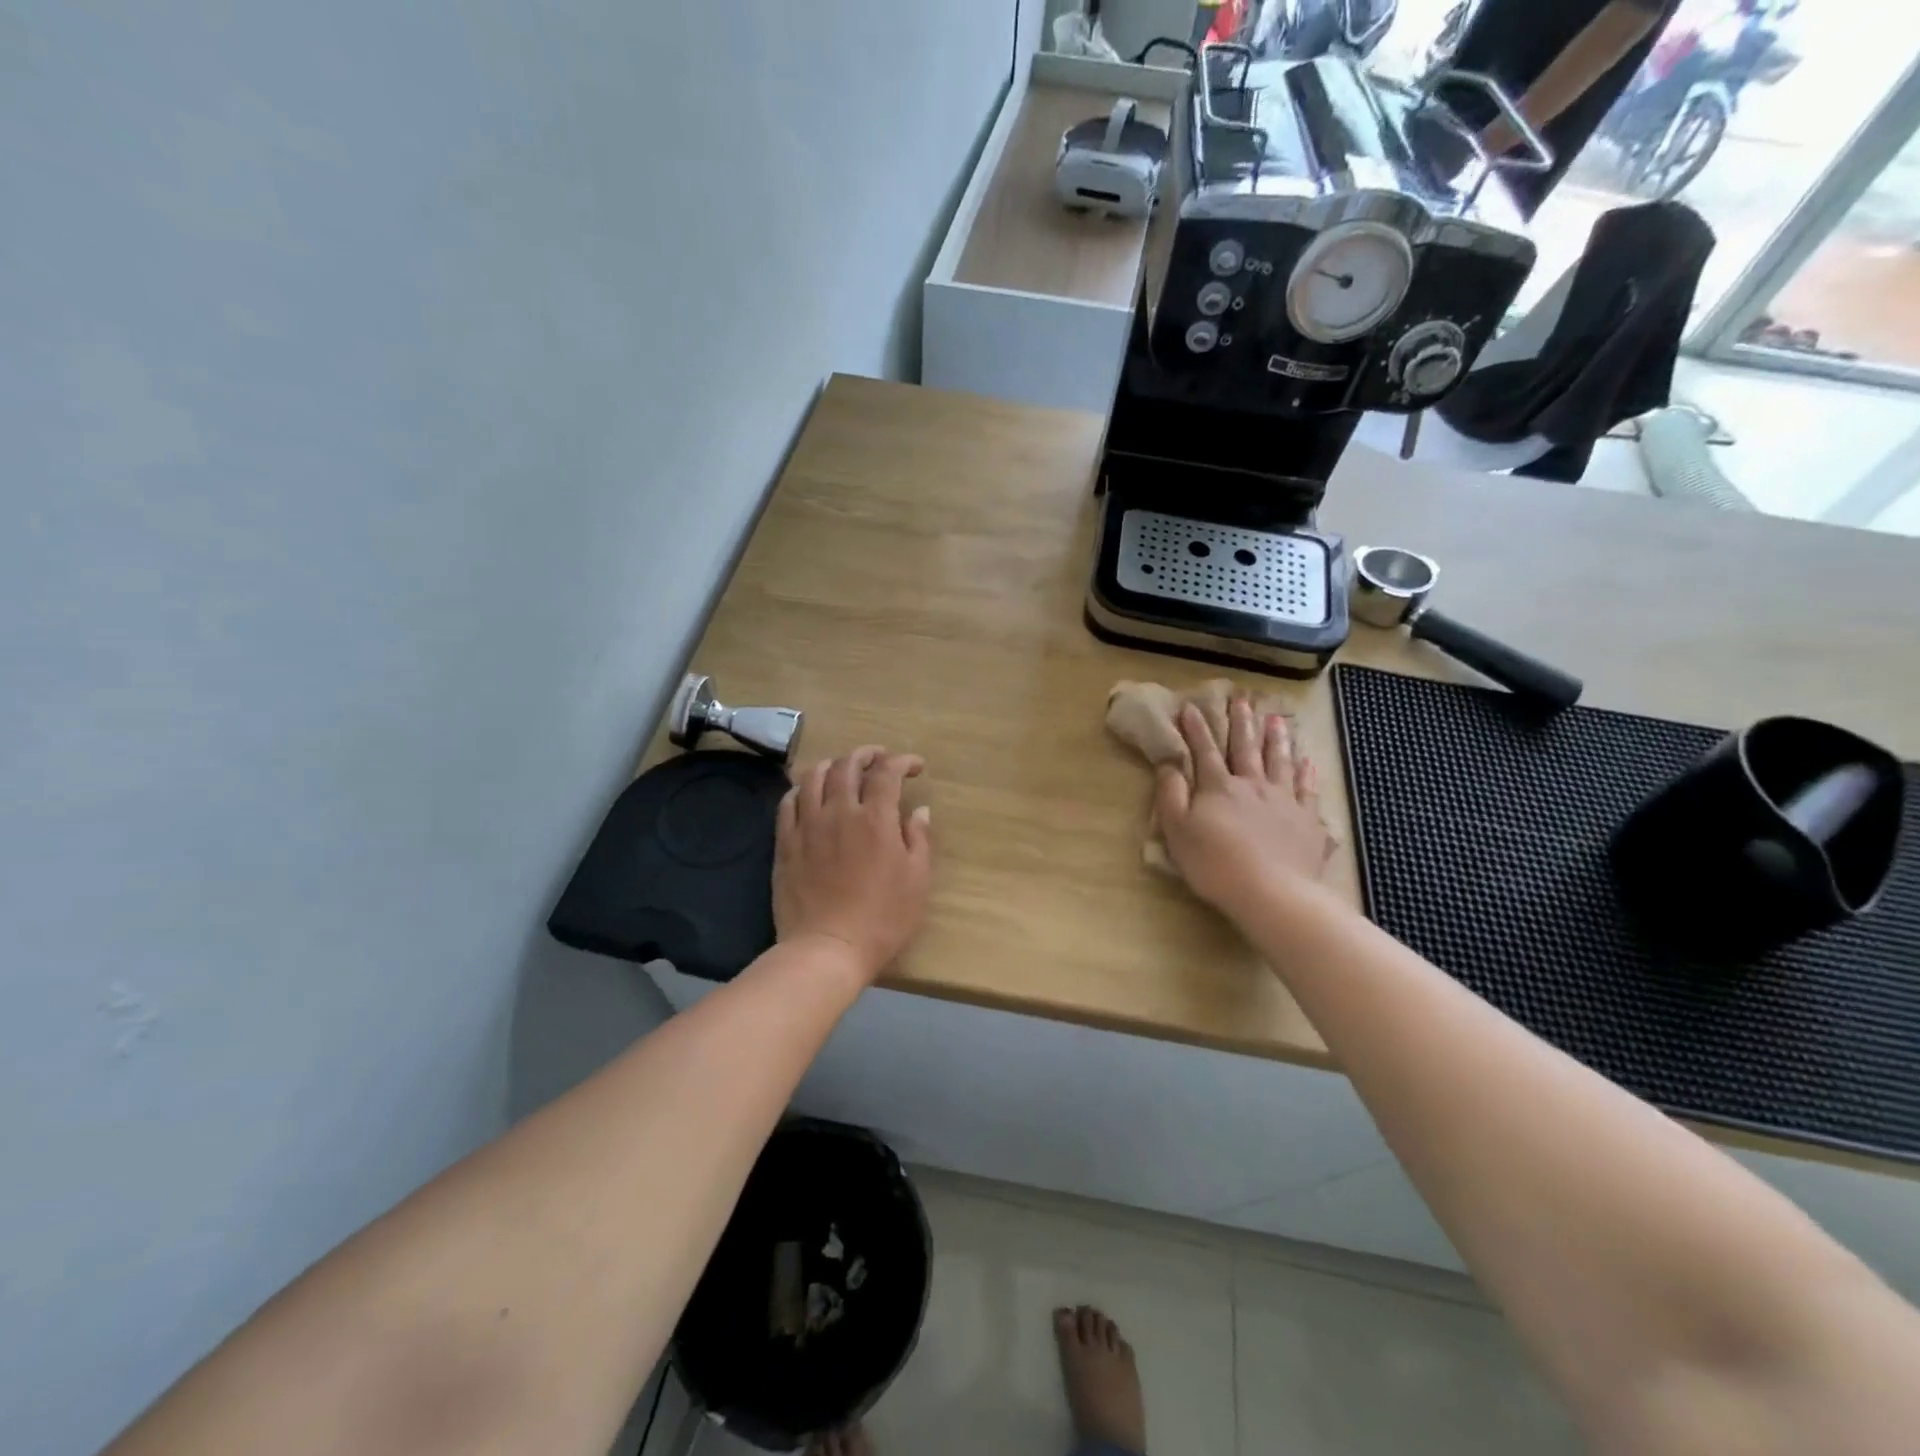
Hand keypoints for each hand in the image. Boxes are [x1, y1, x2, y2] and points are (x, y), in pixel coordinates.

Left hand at [774, 746, 933, 985]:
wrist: (827, 949)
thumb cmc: (882, 919)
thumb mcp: (917, 881)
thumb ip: (919, 839)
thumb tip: (919, 810)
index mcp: (875, 818)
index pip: (887, 772)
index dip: (903, 761)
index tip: (915, 766)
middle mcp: (839, 811)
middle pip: (848, 765)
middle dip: (867, 754)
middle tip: (879, 758)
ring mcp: (808, 825)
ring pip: (814, 776)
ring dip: (832, 765)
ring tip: (843, 769)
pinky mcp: (785, 843)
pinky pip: (788, 802)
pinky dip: (801, 789)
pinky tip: (808, 793)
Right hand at [1155, 698, 1333, 914]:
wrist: (1272, 892)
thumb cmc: (1215, 864)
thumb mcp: (1177, 831)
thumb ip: (1171, 795)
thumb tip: (1168, 765)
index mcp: (1218, 787)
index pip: (1204, 751)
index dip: (1196, 728)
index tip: (1191, 706)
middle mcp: (1252, 785)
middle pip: (1245, 748)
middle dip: (1241, 723)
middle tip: (1242, 699)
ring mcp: (1284, 801)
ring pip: (1279, 761)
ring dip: (1276, 739)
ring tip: (1276, 719)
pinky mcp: (1307, 821)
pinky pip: (1307, 790)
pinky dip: (1307, 773)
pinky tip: (1308, 761)